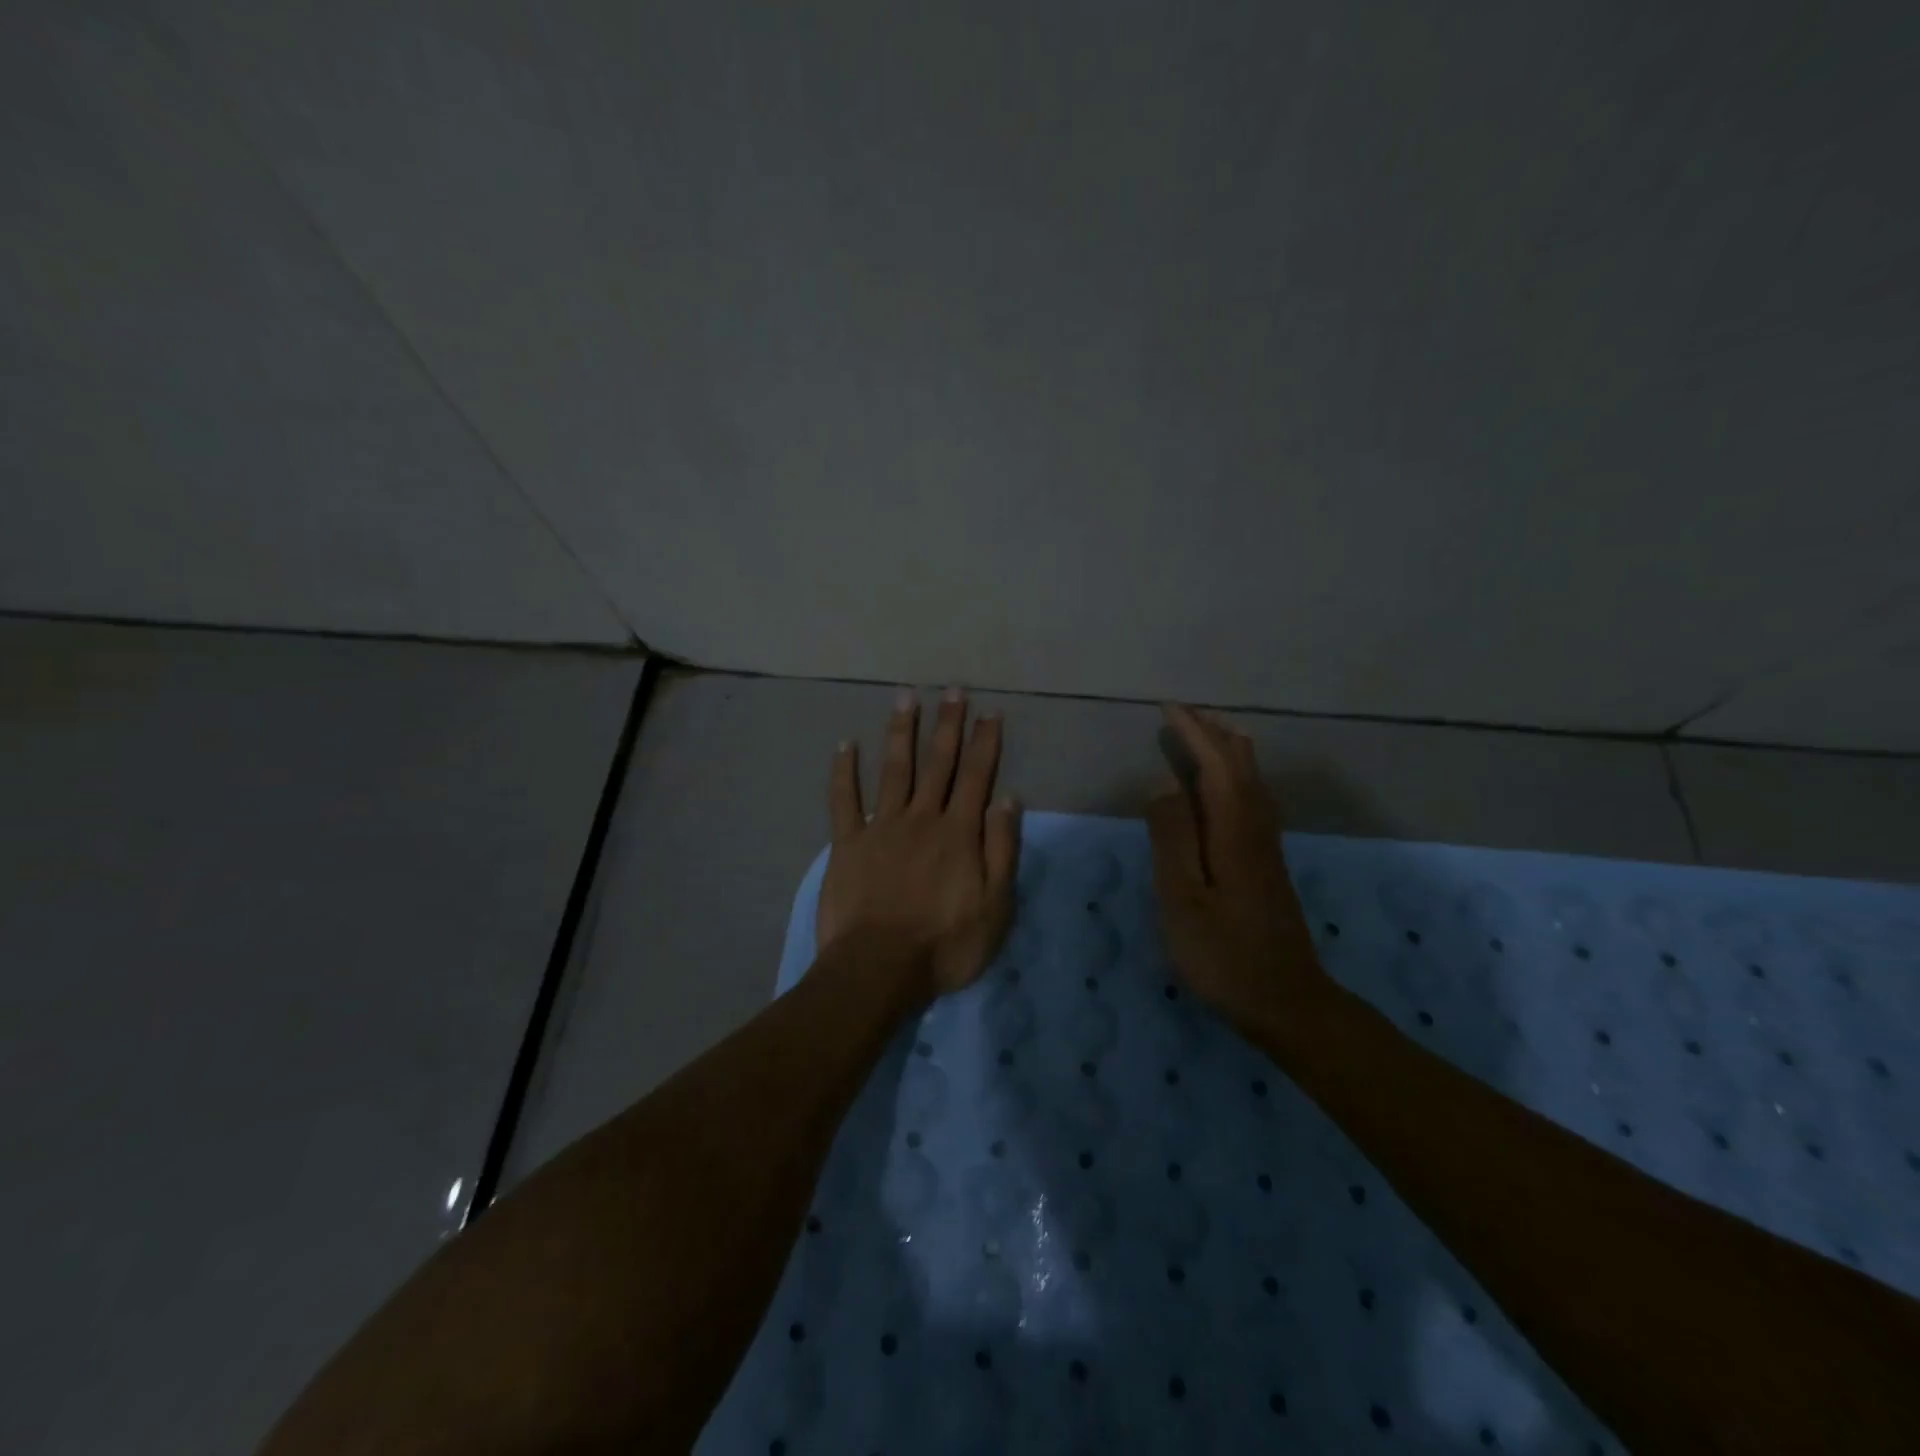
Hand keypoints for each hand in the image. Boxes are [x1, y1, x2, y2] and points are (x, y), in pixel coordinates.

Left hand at [819, 689, 1021, 995]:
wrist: (879, 968)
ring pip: (894, 770)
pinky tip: (845, 744)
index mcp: (958, 833)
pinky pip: (843, 800)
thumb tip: (1008, 799)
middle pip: (938, 764)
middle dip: (948, 725)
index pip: (976, 777)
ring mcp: (881, 827)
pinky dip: (844, 771)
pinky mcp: (847, 843)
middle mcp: (922, 818)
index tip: (989, 713)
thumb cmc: (945, 944)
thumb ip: (1002, 850)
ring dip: (901, 732)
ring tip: (906, 698)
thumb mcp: (996, 906)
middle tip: (953, 690)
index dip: (984, 744)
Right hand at [1146, 704, 1328, 1030]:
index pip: (1216, 764)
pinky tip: (1226, 788)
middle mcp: (1256, 829)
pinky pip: (1252, 800)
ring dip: (1228, 751)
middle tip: (1184, 714)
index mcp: (1233, 831)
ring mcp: (1266, 847)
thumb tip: (1163, 783)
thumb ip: (1172, 837)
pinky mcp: (1267, 865)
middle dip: (1214, 733)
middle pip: (1242, 765)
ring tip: (1205, 735)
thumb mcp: (1182, 898)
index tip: (1168, 708)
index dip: (1194, 733)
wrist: (1286, 1002)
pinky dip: (1235, 776)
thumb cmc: (1223, 954)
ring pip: (1252, 781)